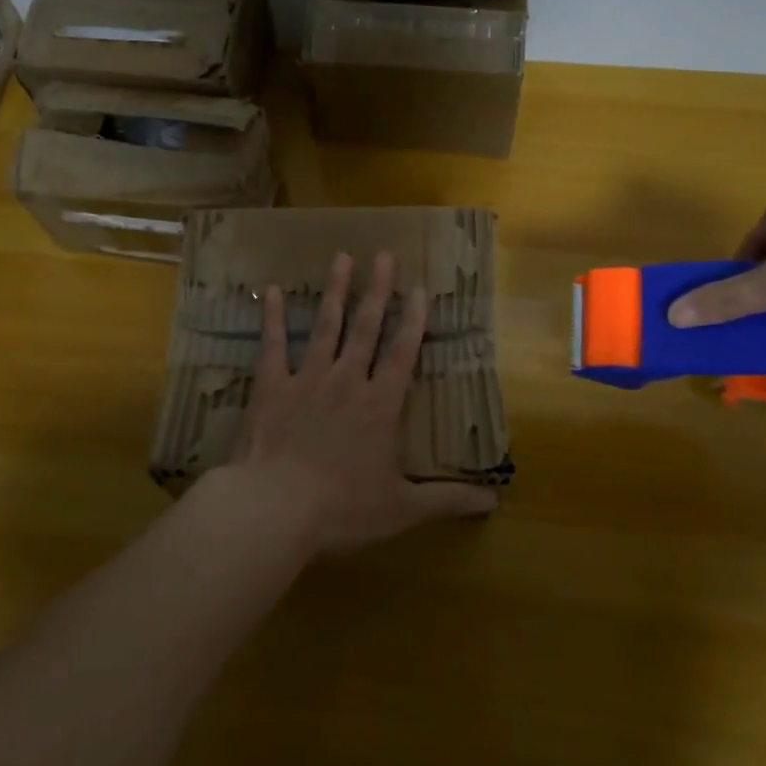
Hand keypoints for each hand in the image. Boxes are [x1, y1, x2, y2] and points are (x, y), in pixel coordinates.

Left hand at [235, 250, 497, 556]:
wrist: (276, 509)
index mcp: (380, 405)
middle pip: (366, 327)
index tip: (420, 289)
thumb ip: (447, 500)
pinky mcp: (272, 387)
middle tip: (384, 255)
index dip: (414, 321)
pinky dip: (274, 317)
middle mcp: (347, 381)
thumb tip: (493, 501)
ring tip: (342, 258)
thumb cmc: (342, 509)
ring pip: (326, 326)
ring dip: (336, 291)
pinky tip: (273, 290)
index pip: (403, 354)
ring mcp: (307, 379)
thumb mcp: (402, 509)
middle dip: (378, 291)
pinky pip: (274, 345)